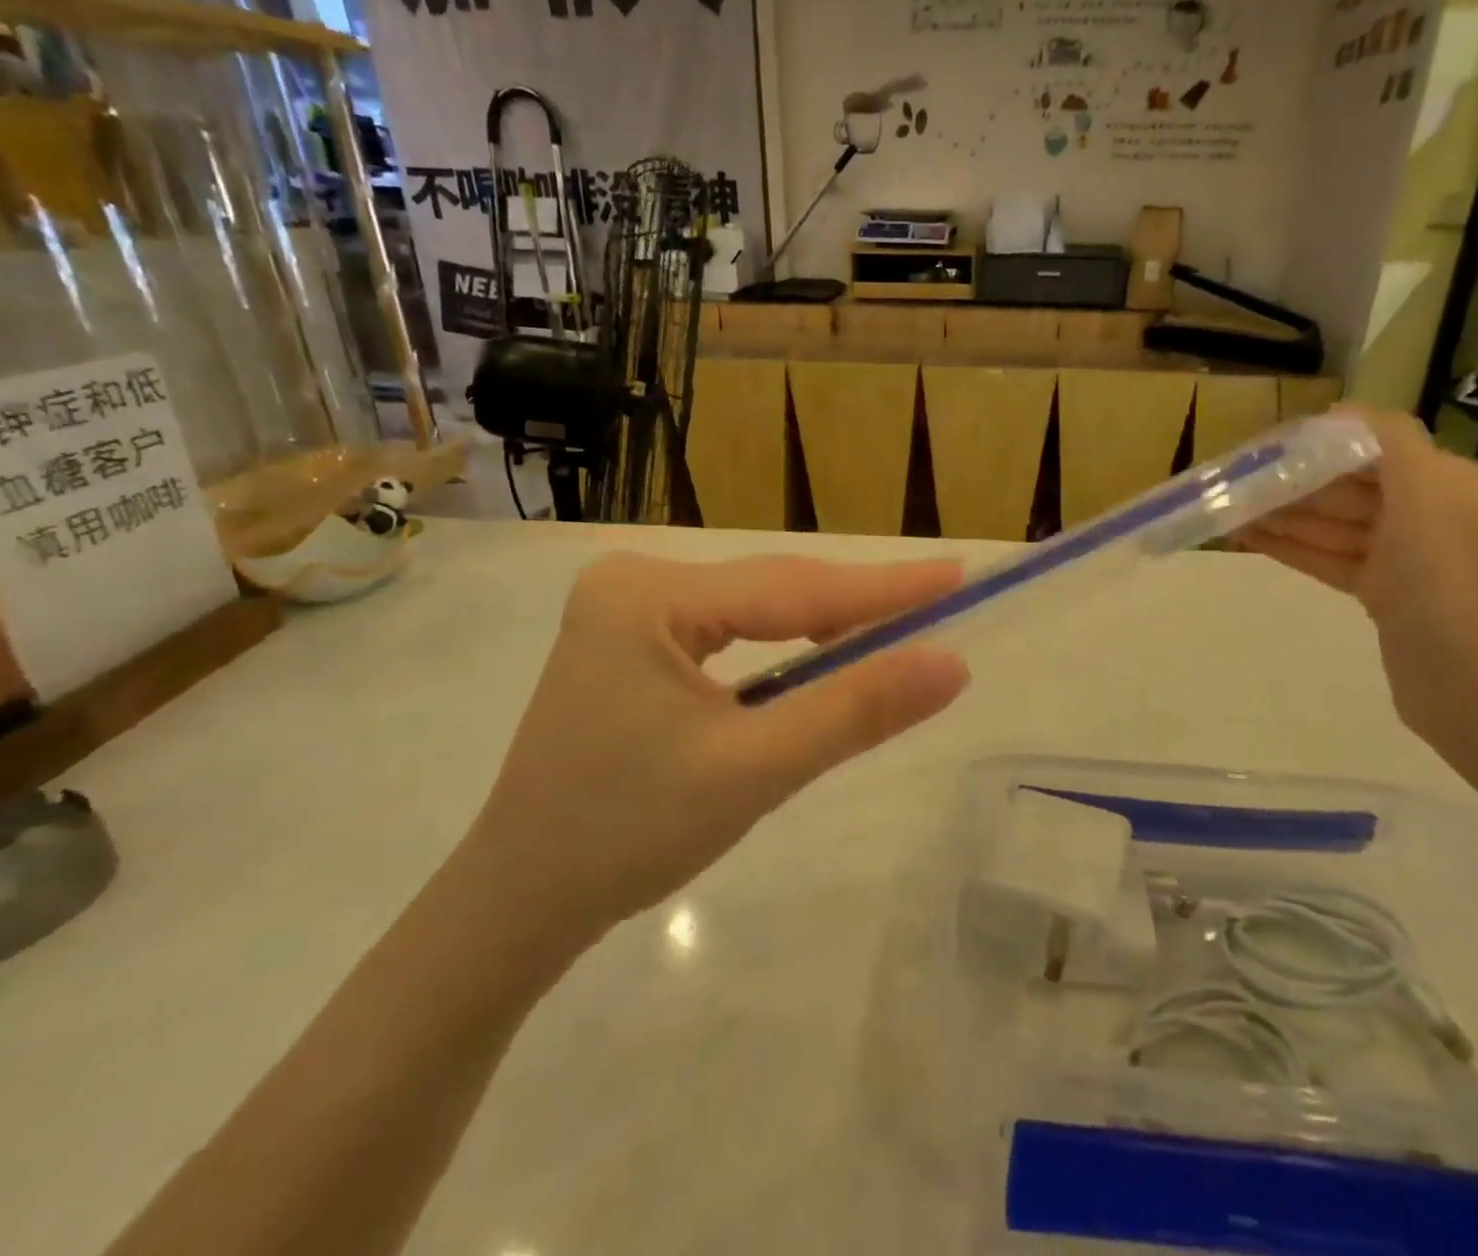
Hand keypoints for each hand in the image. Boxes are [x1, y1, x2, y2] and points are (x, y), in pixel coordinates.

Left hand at [456, 553, 968, 963]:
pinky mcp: (632, 638)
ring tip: (898, 628)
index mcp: (647, 595)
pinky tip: (822, 655)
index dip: (883, 586)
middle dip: (856, 605)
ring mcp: (629, 607)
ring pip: (756, 609)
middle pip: (772, 590)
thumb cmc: (628, 837)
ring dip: (824, 625)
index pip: (791, 587)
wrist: (521, 902)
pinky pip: (730, 630)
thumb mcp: (754, 770)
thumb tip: (951, 663)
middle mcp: (635, 581)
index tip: (957, 575)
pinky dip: (783, 646)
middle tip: (941, 602)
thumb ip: (855, 710)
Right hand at [1237, 411, 1477, 750]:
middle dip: (1293, 482)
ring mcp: (1405, 558)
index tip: (1265, 447)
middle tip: (1234, 481)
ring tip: (1228, 510)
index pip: (1371, 448)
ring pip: (1333, 524)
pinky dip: (1292, 547)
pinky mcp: (1384, 595)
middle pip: (1347, 486)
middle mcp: (1427, 514)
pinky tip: (1248, 539)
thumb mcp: (1428, 498)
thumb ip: (1391, 443)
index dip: (1318, 444)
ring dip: (1283, 515)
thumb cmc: (1450, 586)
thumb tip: (1342, 411)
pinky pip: (1330, 558)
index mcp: (1446, 484)